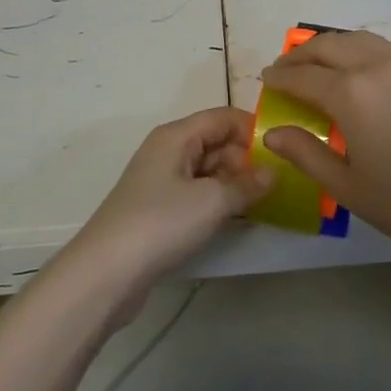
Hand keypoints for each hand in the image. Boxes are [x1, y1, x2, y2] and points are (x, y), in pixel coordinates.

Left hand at [59, 107, 271, 311]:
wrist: (105, 273)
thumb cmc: (160, 223)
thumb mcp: (212, 201)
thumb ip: (248, 184)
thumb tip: (273, 172)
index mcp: (176, 136)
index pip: (223, 117)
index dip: (253, 129)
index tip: (284, 152)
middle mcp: (168, 151)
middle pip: (217, 142)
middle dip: (247, 159)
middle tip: (279, 183)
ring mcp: (162, 181)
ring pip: (209, 170)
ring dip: (236, 183)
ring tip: (267, 202)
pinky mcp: (159, 209)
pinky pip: (198, 193)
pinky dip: (219, 201)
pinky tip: (239, 218)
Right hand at [260, 31, 390, 260]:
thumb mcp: (345, 185)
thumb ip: (305, 152)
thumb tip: (271, 133)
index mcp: (351, 93)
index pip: (303, 76)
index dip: (280, 77)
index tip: (266, 78)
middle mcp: (377, 65)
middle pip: (329, 46)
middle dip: (301, 54)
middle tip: (286, 68)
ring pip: (359, 39)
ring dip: (332, 47)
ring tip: (319, 64)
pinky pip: (387, 47)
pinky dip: (364, 50)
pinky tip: (361, 69)